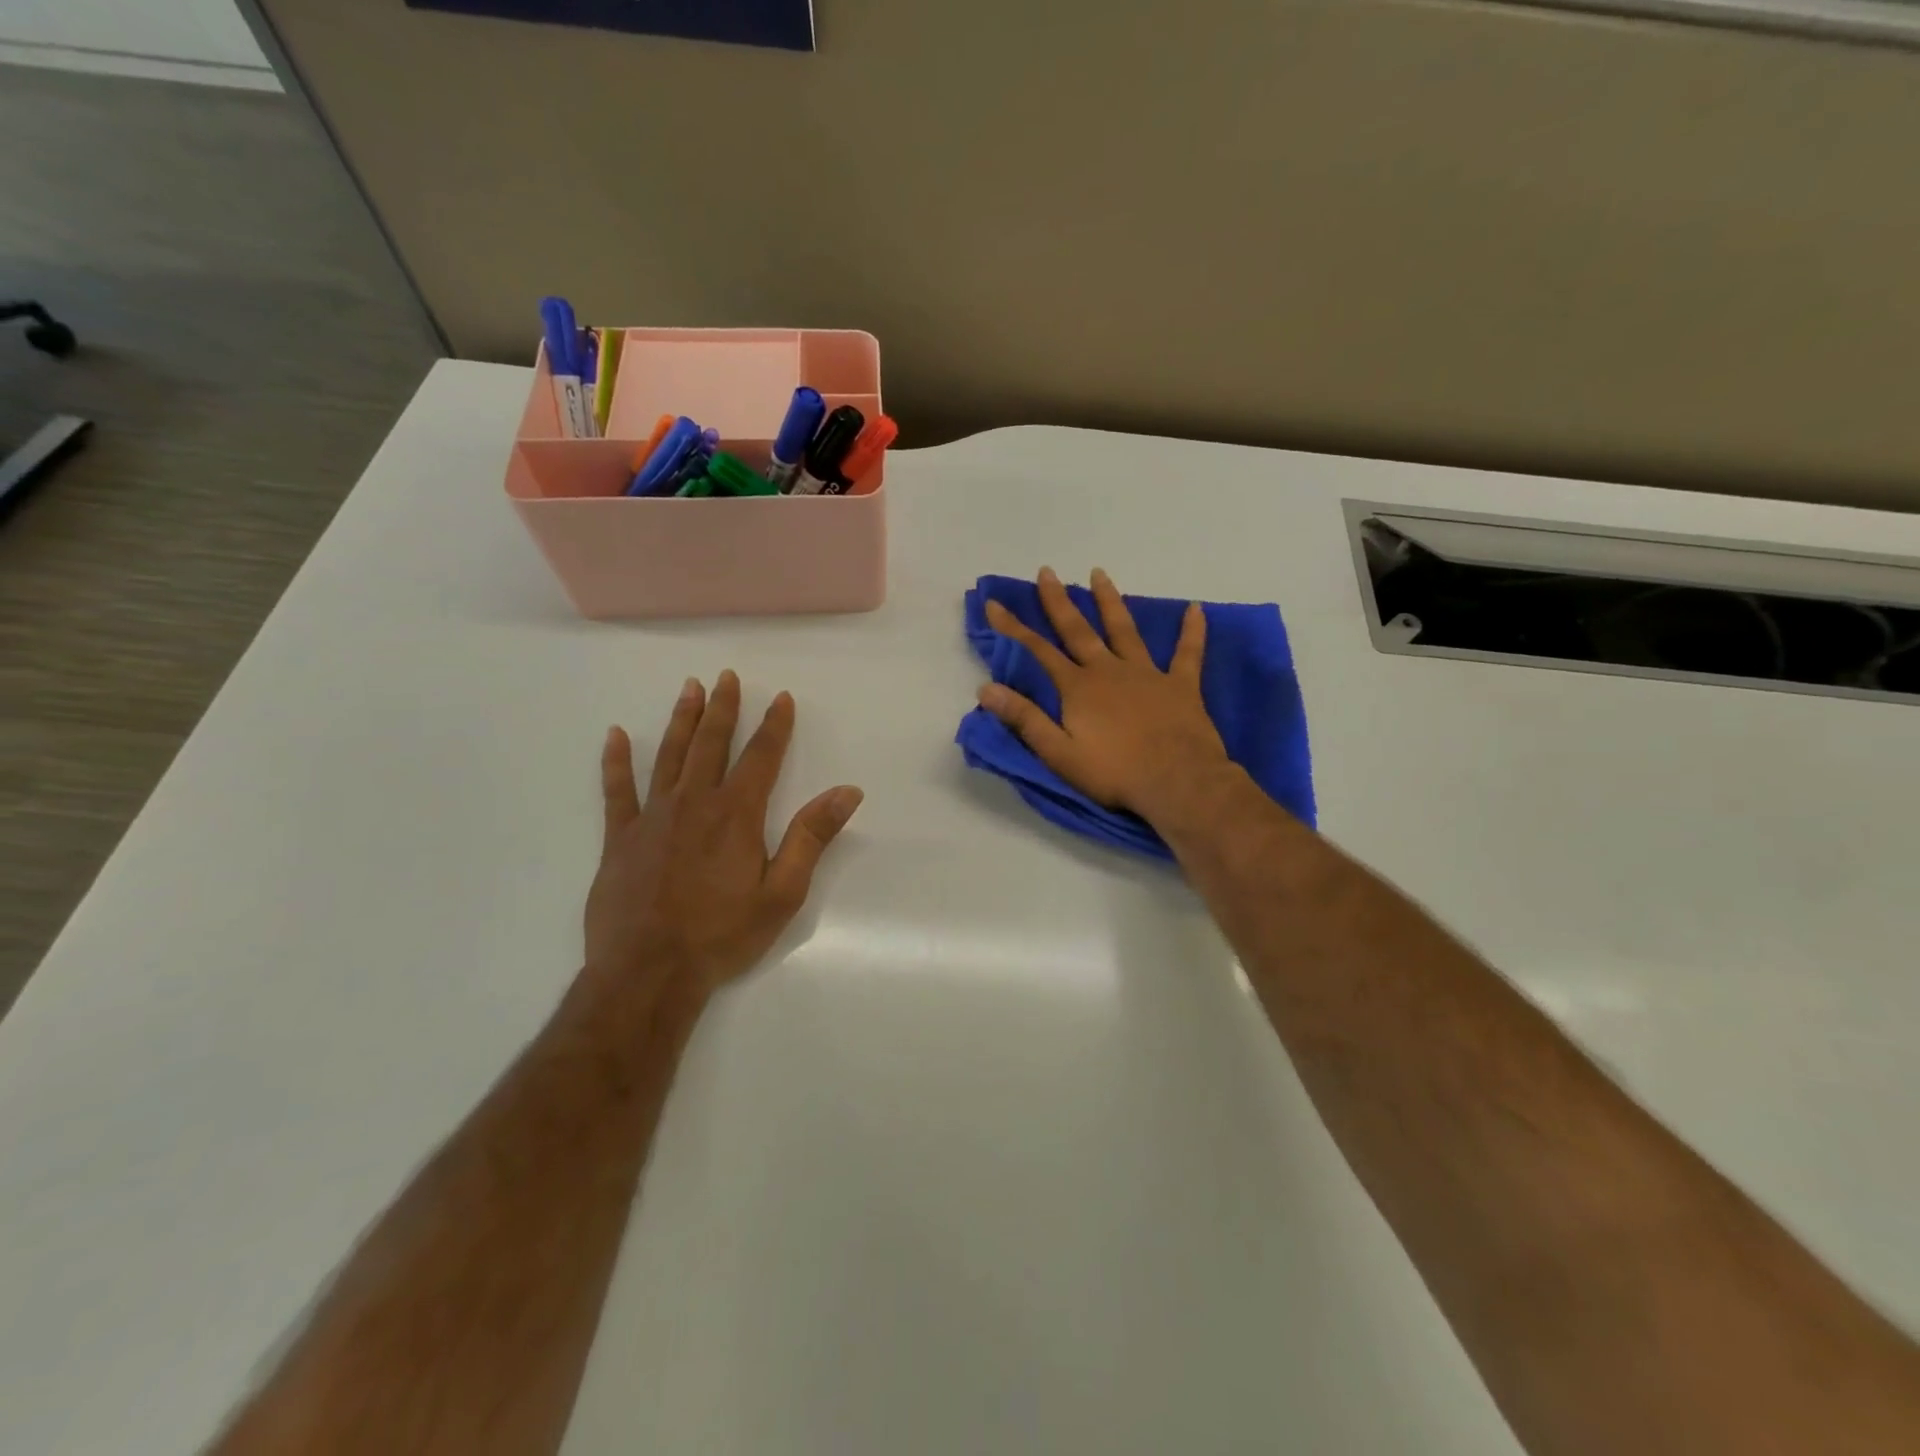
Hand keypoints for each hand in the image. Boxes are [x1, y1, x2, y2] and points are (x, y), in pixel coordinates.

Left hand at [584, 672, 863, 1011]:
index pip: (762, 757)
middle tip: (728, 676)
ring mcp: (652, 817)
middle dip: (724, 709)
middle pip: (712, 744)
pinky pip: (616, 790)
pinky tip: (615, 736)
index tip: (782, 698)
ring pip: (669, 756)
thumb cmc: (722, 935)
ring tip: (689, 688)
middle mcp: (694, 803)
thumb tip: (847, 791)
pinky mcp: (620, 838)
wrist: (648, 973)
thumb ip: (811, 837)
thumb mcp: (782, 892)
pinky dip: (616, 761)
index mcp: (736, 815)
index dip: (775, 725)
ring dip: (681, 720)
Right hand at [977, 567, 1232, 823]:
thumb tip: (986, 689)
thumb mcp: (1059, 754)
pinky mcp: (1181, 685)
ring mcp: (1147, 674)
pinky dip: (1192, 630)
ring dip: (1110, 601)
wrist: (1177, 782)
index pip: (1038, 651)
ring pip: (1124, 629)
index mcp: (1078, 688)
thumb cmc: (1114, 773)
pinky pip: (1187, 652)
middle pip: (1078, 630)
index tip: (994, 603)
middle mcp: (1108, 671)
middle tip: (1047, 571)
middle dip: (1059, 601)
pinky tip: (1196, 608)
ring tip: (1099, 573)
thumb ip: (1025, 719)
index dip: (1013, 628)